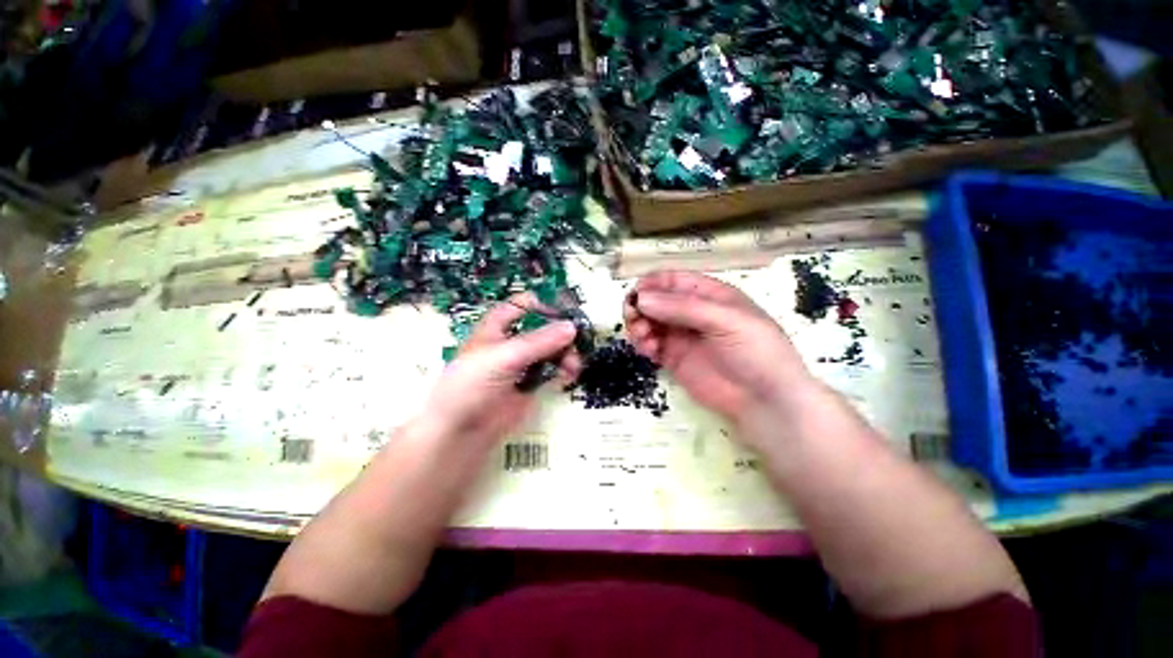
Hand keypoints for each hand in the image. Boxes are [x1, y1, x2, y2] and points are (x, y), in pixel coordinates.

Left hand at [417, 293, 581, 445]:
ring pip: (548, 353)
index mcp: (492, 330)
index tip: (562, 308)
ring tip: (573, 363)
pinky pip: (550, 376)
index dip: (538, 304)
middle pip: (538, 330)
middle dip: (558, 330)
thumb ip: (538, 342)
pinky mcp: (527, 392)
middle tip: (577, 338)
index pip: (516, 307)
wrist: (462, 429)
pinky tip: (570, 374)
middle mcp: (506, 347)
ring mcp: (518, 370)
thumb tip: (572, 327)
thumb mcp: (504, 356)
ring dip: (564, 352)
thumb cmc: (472, 384)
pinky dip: (563, 372)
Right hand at [624, 270, 816, 438]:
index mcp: (711, 294)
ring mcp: (685, 337)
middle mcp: (695, 312)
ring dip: (640, 325)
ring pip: (651, 322)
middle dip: (642, 306)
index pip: (674, 280)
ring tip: (643, 339)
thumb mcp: (726, 320)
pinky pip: (653, 346)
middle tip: (634, 320)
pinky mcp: (677, 362)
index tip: (636, 295)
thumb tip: (641, 298)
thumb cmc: (756, 350)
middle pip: (658, 300)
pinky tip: (648, 351)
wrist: (765, 398)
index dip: (652, 284)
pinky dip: (644, 344)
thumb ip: (684, 308)